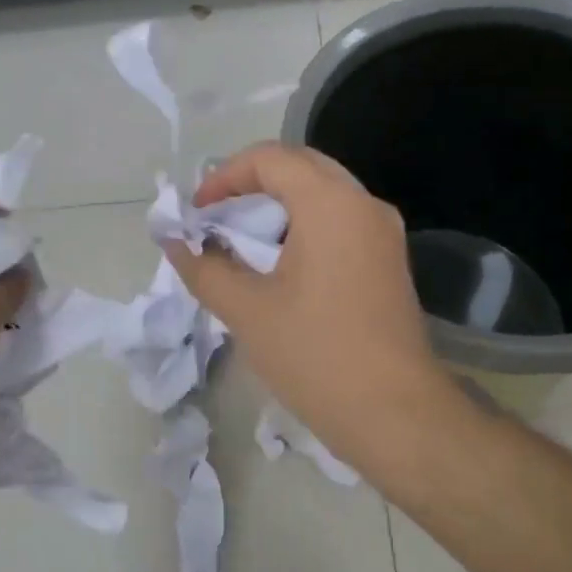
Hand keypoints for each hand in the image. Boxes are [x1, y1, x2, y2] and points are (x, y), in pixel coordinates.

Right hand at [164, 142, 451, 465]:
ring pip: (324, 192)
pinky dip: (304, 224)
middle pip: (301, 167)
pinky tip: (280, 261)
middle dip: (252, 182)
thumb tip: (176, 243)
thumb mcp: (247, 310)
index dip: (225, 176)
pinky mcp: (389, 259)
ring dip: (279, 203)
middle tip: (217, 214)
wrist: (395, 412)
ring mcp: (383, 231)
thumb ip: (204, 268)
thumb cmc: (316, 354)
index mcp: (331, 203)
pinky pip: (341, 220)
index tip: (197, 211)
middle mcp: (364, 204)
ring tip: (242, 236)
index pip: (271, 159)